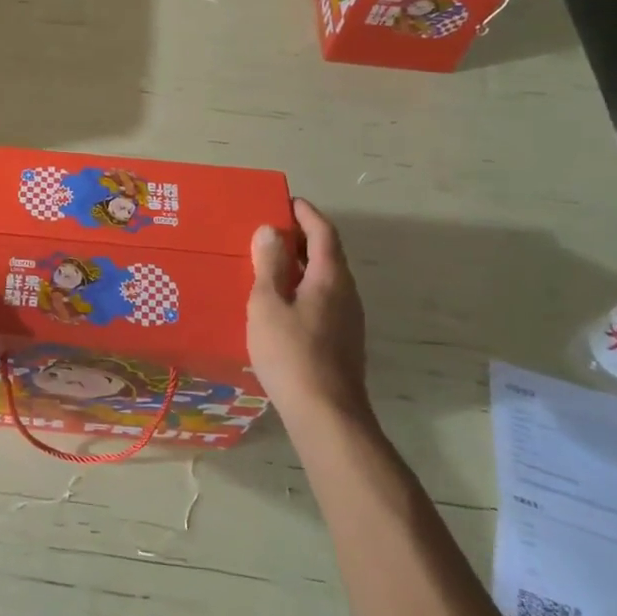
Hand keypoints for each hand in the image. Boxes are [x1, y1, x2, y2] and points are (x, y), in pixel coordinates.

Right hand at [247, 198, 371, 422]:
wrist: (326, 414)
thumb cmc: (291, 353)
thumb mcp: (268, 304)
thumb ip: (268, 265)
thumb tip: (271, 231)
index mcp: (330, 277)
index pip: (323, 231)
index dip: (305, 213)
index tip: (285, 201)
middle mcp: (346, 292)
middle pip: (327, 253)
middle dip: (300, 237)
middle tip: (268, 230)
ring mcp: (348, 319)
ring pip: (325, 279)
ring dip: (300, 264)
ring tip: (268, 264)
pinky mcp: (342, 341)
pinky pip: (322, 299)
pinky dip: (302, 288)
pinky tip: (280, 303)